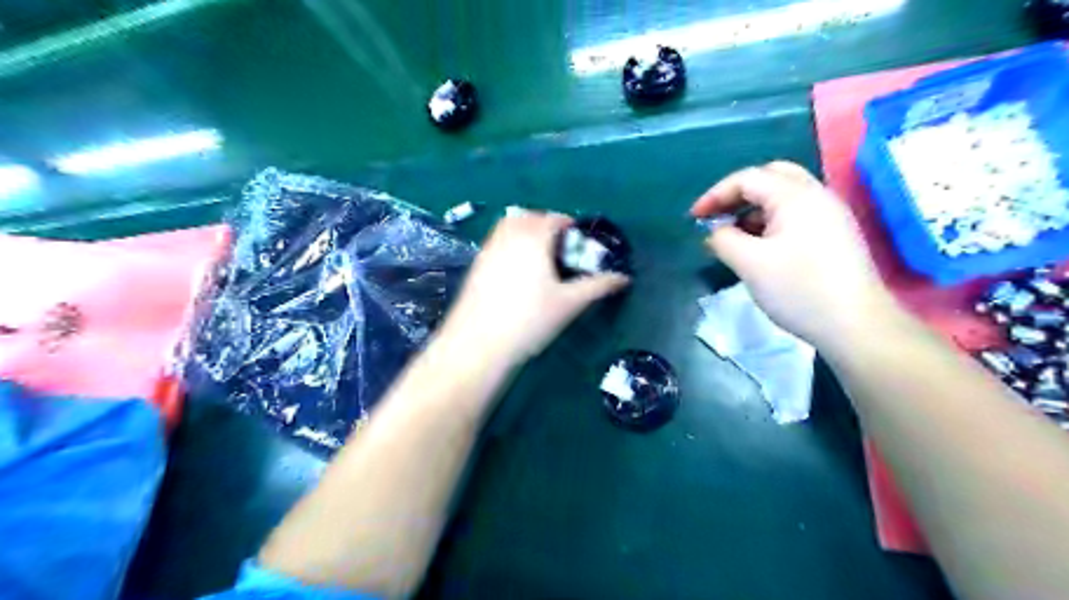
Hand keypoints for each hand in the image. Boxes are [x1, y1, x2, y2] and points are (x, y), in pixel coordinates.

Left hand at [440, 214, 627, 366]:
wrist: (479, 344)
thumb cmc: (530, 320)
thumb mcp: (570, 303)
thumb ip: (598, 286)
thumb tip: (624, 278)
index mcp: (533, 238)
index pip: (553, 219)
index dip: (568, 224)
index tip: (579, 238)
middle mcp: (508, 237)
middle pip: (528, 217)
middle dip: (545, 223)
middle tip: (559, 243)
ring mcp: (488, 250)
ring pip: (508, 227)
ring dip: (525, 231)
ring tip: (539, 255)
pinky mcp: (476, 266)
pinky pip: (496, 242)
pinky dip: (509, 244)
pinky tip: (517, 270)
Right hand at [689, 161, 895, 345]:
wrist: (855, 324)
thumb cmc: (799, 289)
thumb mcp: (749, 264)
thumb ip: (723, 240)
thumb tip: (715, 232)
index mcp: (795, 196)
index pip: (747, 178)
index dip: (715, 194)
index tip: (694, 218)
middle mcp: (816, 195)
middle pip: (770, 177)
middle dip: (738, 194)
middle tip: (717, 216)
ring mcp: (829, 215)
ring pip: (784, 197)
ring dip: (753, 209)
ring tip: (733, 236)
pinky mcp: (834, 234)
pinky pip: (795, 215)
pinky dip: (770, 221)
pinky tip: (759, 247)